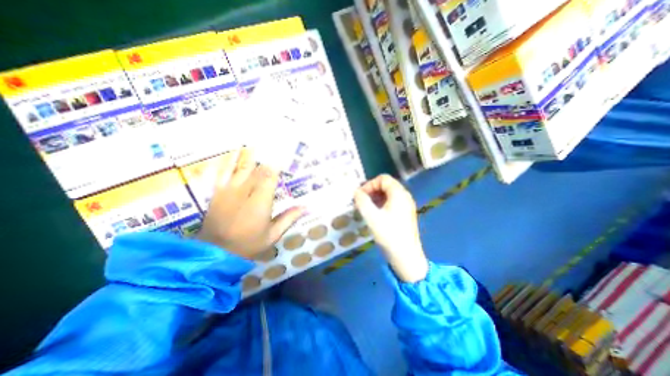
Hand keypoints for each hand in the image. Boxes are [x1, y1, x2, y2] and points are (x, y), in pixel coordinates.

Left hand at [197, 149, 305, 259]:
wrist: (216, 252)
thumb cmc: (249, 244)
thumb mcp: (273, 235)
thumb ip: (289, 218)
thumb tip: (307, 207)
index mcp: (260, 201)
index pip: (270, 176)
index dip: (277, 164)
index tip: (283, 155)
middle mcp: (245, 191)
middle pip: (256, 169)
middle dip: (265, 156)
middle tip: (271, 143)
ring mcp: (229, 190)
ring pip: (240, 167)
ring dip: (248, 153)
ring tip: (253, 140)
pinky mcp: (217, 192)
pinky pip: (222, 172)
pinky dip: (227, 160)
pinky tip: (231, 151)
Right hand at [352, 173, 425, 281]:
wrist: (406, 257)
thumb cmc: (389, 235)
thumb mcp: (372, 217)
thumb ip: (362, 202)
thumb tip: (356, 192)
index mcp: (399, 194)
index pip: (383, 179)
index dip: (369, 184)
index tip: (360, 195)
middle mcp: (404, 196)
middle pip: (386, 185)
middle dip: (371, 190)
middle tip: (361, 201)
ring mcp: (406, 205)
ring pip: (388, 194)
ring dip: (375, 197)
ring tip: (366, 208)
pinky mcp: (405, 214)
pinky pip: (391, 202)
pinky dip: (381, 204)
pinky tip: (374, 214)